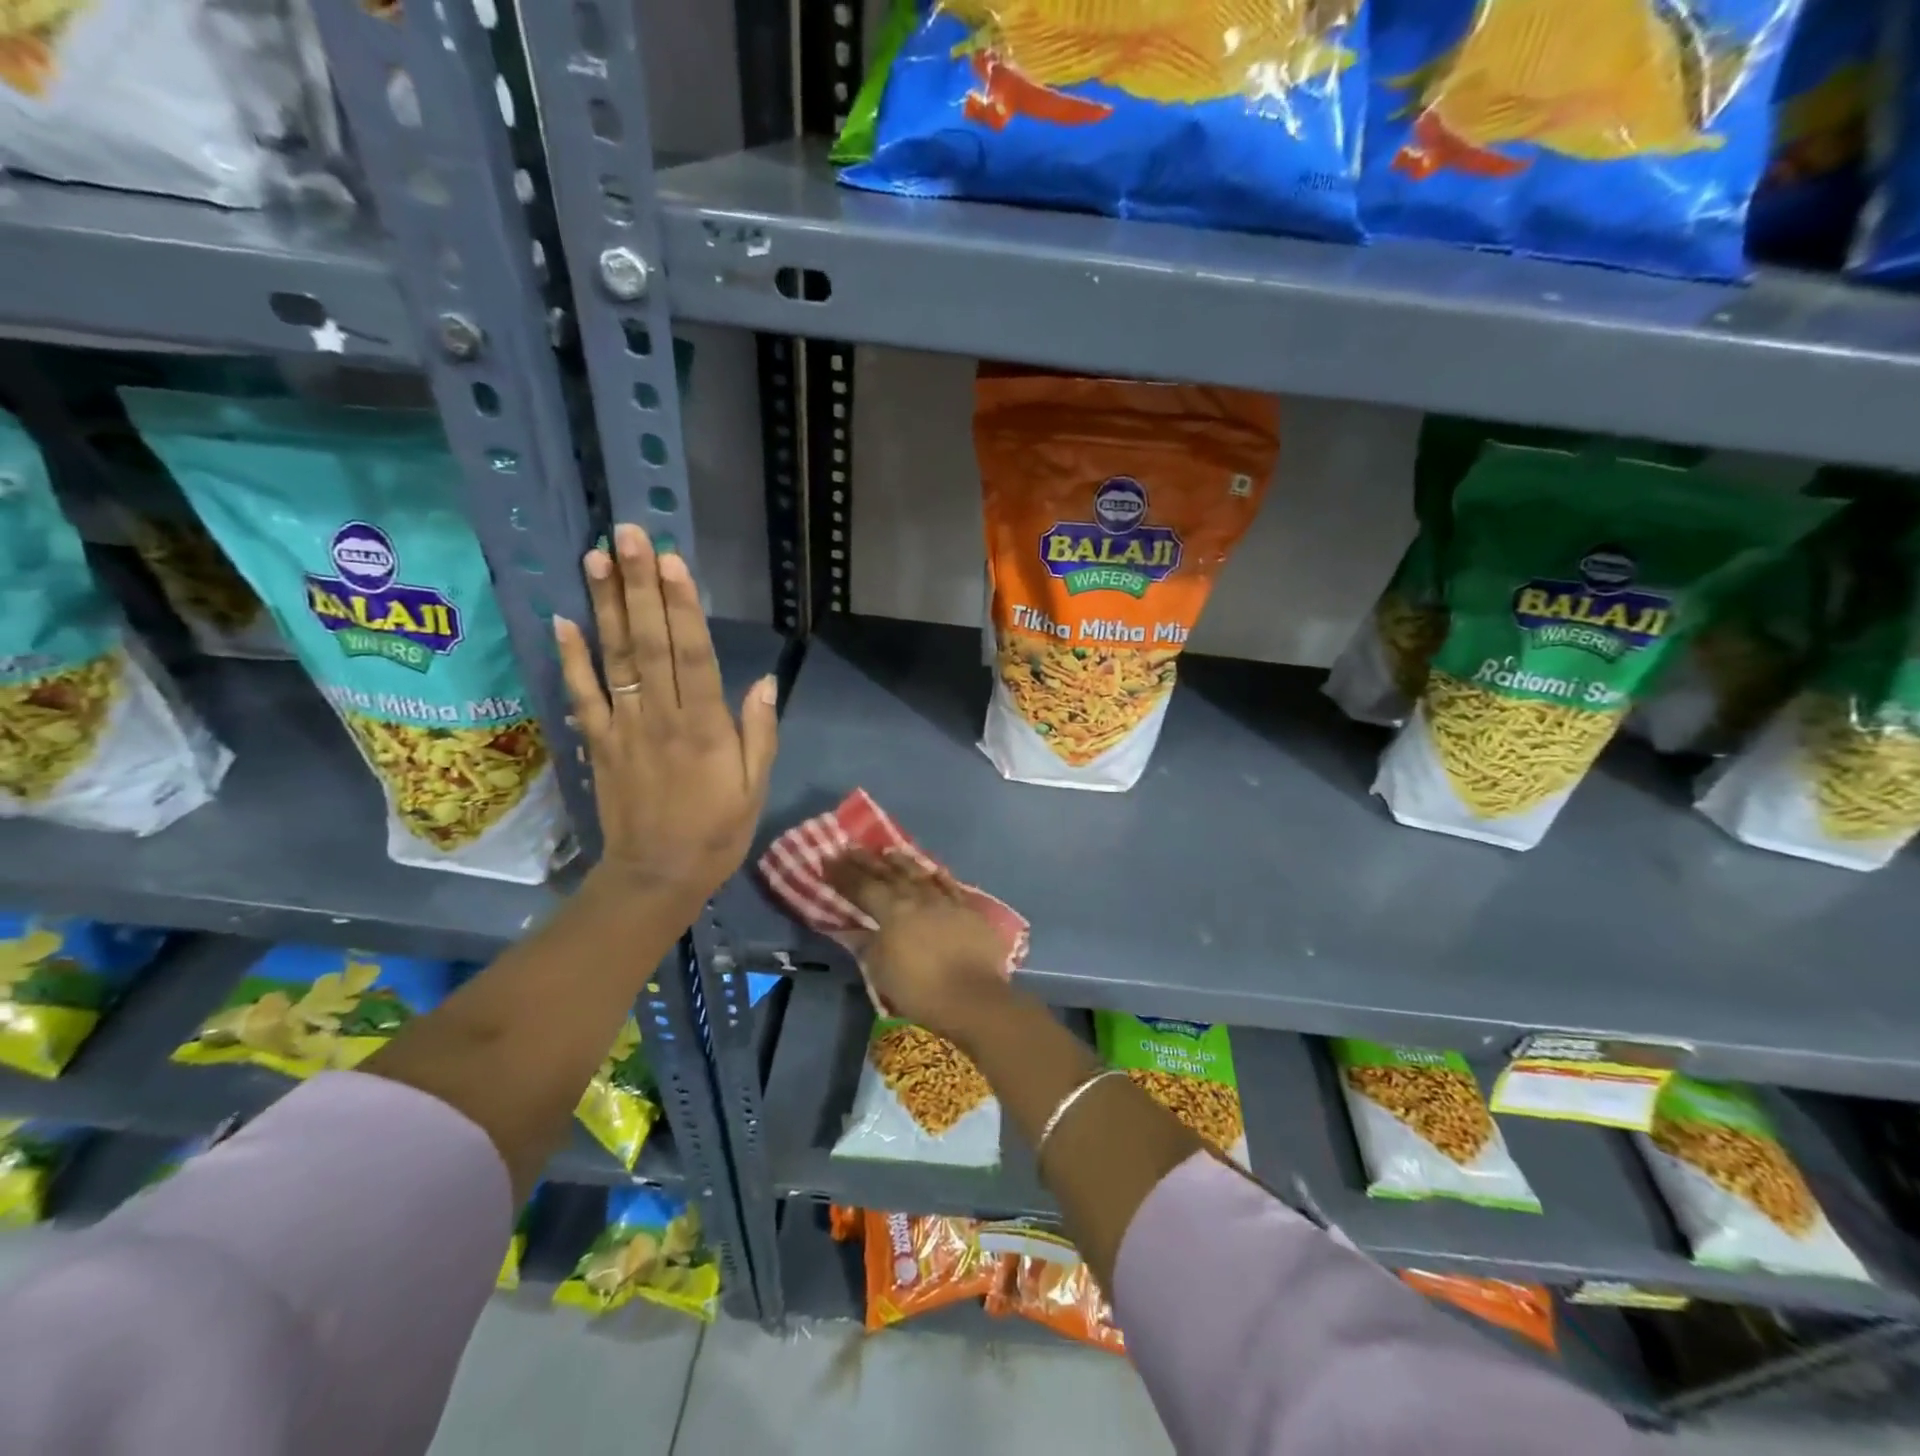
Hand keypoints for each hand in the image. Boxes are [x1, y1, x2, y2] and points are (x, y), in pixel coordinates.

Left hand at [555, 524, 777, 919]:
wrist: (657, 876)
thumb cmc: (718, 831)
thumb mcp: (756, 787)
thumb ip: (758, 732)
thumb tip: (763, 680)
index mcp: (705, 727)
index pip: (693, 655)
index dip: (681, 606)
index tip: (670, 560)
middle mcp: (661, 718)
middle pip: (648, 643)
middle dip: (639, 587)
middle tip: (625, 536)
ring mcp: (624, 728)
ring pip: (615, 659)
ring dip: (605, 607)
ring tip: (595, 559)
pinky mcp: (599, 743)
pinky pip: (583, 695)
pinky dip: (571, 658)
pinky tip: (564, 620)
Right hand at [827, 848, 1012, 1042]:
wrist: (973, 998)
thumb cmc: (920, 990)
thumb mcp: (881, 971)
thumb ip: (867, 944)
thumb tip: (854, 929)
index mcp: (892, 911)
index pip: (862, 887)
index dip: (843, 874)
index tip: (828, 859)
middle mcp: (918, 898)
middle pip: (889, 874)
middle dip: (867, 861)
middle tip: (850, 847)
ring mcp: (946, 901)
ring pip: (919, 873)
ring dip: (902, 861)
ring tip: (888, 851)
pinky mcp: (969, 910)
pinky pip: (949, 885)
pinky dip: (937, 876)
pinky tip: (932, 870)